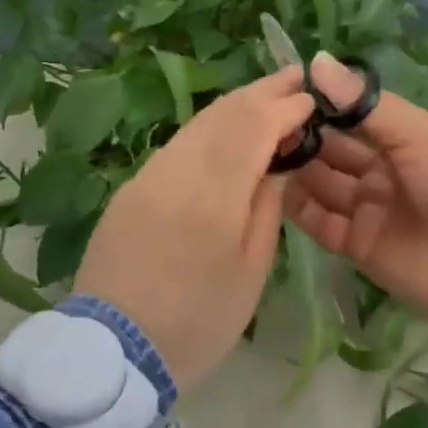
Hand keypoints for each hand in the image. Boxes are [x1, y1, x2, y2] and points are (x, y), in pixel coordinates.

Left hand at [75, 67, 314, 391]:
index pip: (254, 127)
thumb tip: (278, 162)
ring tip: (266, 97)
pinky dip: (208, 128)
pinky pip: (177, 145)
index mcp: (213, 197)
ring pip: (197, 124)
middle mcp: (176, 172)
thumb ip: (266, 208)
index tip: (312, 100)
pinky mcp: (131, 187)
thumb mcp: (250, 273)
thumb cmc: (197, 322)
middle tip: (295, 77)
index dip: (286, 108)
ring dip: (235, 105)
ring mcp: (147, 176)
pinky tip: (226, 131)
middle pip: (223, 113)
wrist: (114, 350)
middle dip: (262, 92)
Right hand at [287, 54, 427, 319]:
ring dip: (297, 168)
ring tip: (262, 150)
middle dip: (305, 136)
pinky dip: (299, 207)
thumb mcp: (420, 134)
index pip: (356, 116)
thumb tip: (316, 60)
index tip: (286, 90)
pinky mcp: (359, 246)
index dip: (324, 104)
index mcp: (408, 140)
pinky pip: (321, 222)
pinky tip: (274, 186)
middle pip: (335, 150)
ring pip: (323, 184)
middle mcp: (386, 172)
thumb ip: (364, 103)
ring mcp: (372, 210)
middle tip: (266, 123)